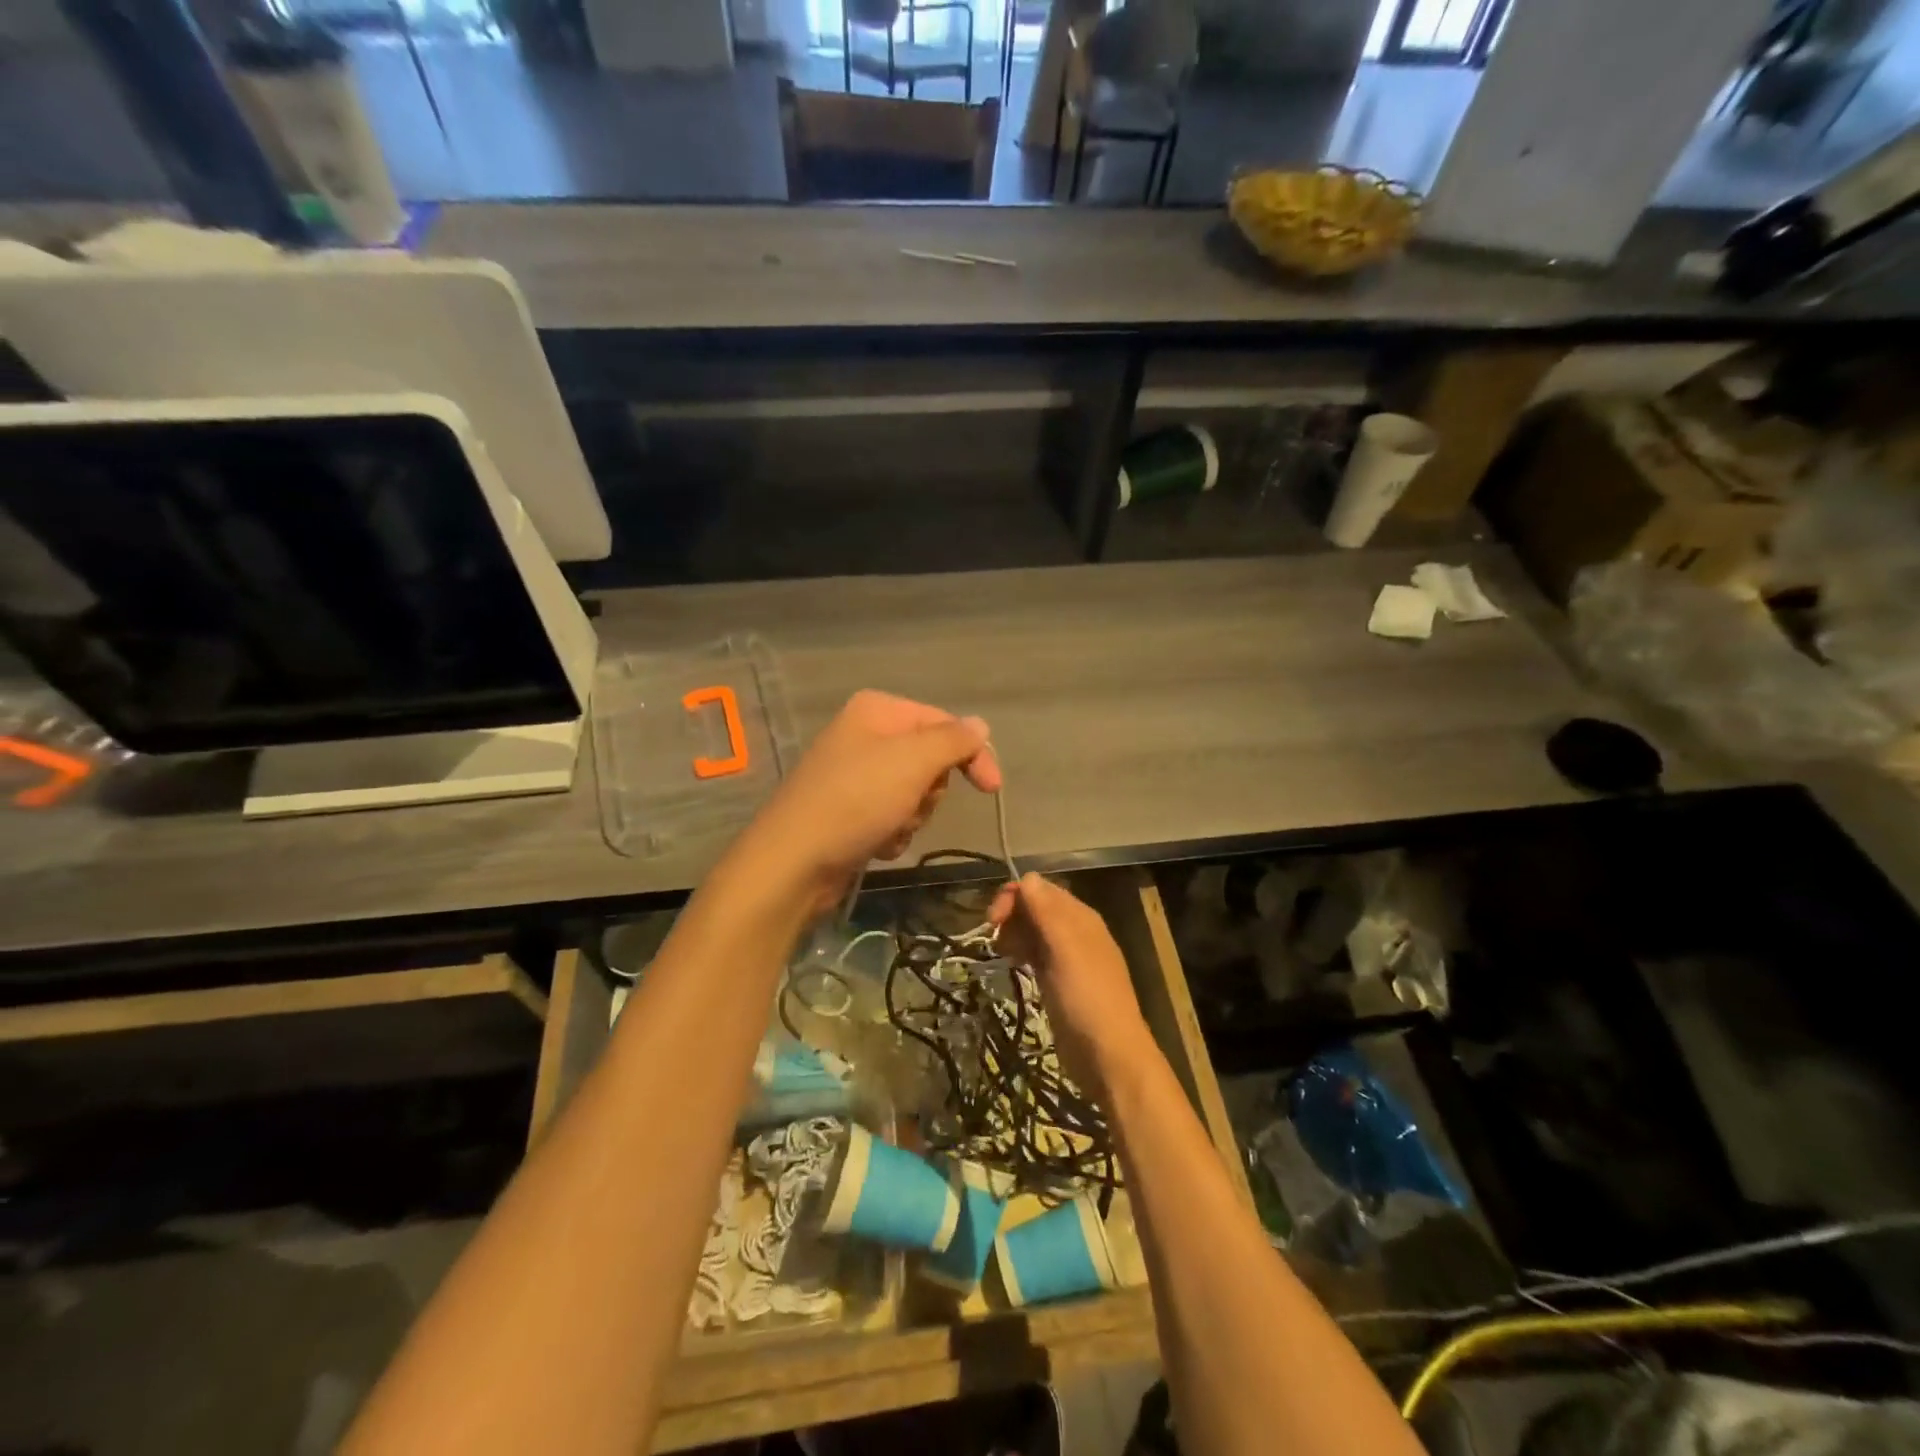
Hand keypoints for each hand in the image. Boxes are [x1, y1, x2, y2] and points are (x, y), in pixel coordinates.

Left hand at [736, 691, 1001, 913]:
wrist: (795, 861)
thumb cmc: (857, 801)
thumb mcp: (913, 762)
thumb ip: (953, 740)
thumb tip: (979, 724)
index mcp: (877, 711)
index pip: (944, 723)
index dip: (972, 754)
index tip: (991, 789)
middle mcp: (865, 735)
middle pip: (930, 760)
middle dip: (929, 791)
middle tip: (911, 804)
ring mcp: (855, 774)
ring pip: (915, 793)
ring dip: (912, 816)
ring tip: (888, 828)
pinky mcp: (850, 810)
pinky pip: (893, 816)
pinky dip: (892, 833)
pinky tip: (875, 843)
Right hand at [989, 873, 1153, 1097]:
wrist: (1109, 1055)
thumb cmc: (1086, 998)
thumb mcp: (1065, 950)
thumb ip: (1046, 912)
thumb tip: (1027, 877)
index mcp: (1080, 918)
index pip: (1041, 889)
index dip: (1014, 897)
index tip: (992, 921)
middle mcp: (1076, 932)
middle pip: (1036, 908)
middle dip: (1012, 916)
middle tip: (994, 941)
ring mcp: (1068, 958)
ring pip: (1034, 932)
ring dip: (1014, 934)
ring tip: (1002, 954)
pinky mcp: (1060, 982)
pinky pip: (1036, 955)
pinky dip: (1022, 953)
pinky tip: (1012, 964)